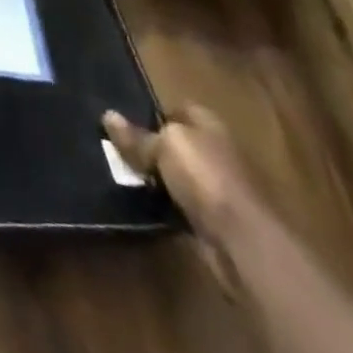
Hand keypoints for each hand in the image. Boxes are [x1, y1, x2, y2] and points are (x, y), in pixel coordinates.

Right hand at [104, 105, 259, 292]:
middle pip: (176, 143)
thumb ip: (137, 136)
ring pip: (177, 176)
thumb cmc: (205, 177)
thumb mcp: (163, 146)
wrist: (245, 242)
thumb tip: (107, 115)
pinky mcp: (216, 220)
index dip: (150, 115)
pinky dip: (167, 206)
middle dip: (151, 148)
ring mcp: (218, 187)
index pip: (175, 110)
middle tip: (117, 150)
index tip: (123, 123)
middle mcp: (215, 149)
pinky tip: (145, 205)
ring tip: (123, 176)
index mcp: (207, 122)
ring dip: (157, 179)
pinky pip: (182, 205)